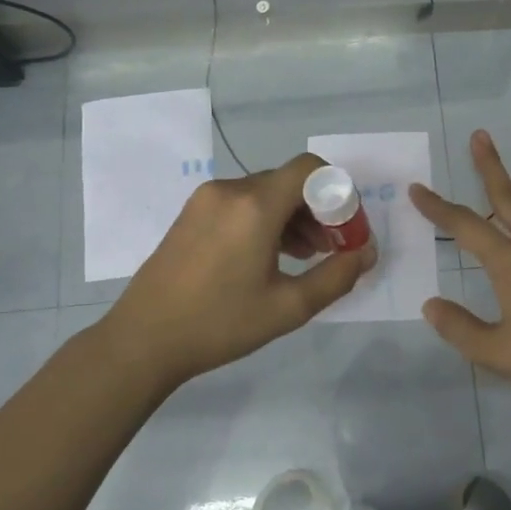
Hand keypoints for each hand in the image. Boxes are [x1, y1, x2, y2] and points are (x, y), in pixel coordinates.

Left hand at [102, 153, 376, 389]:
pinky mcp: (192, 213)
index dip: (339, 193)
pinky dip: (265, 219)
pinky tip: (270, 256)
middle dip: (319, 210)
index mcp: (255, 205)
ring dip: (293, 216)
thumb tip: (367, 252)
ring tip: (304, 257)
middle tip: (331, 250)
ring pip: (266, 192)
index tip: (346, 231)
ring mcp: (206, 199)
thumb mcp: (288, 307)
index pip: (311, 169)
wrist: (143, 340)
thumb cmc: (220, 324)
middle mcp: (230, 189)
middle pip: (289, 182)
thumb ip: (337, 276)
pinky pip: (241, 202)